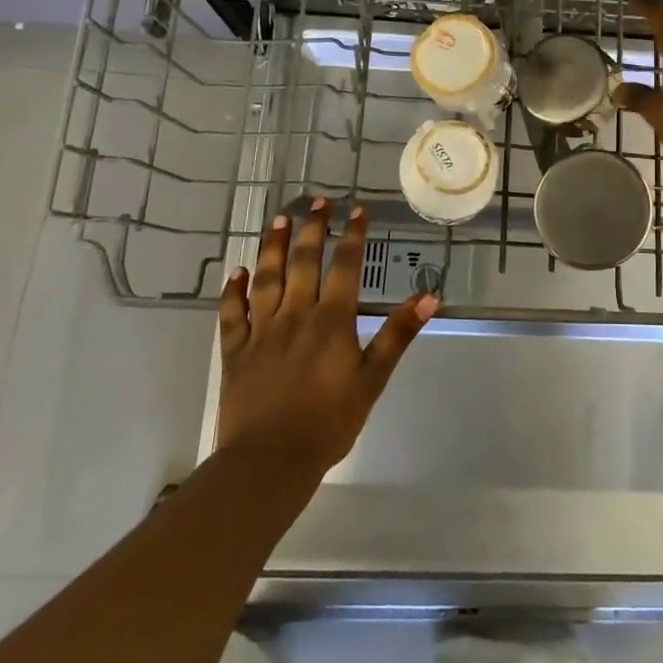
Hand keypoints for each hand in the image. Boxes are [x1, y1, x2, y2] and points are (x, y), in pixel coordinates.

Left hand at [216, 199, 436, 474]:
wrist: (269, 461)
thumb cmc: (329, 421)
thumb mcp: (373, 378)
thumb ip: (398, 334)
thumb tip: (429, 296)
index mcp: (331, 320)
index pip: (344, 266)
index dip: (351, 236)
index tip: (356, 210)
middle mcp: (295, 315)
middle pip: (302, 262)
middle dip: (311, 228)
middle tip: (316, 201)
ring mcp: (261, 331)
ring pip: (266, 278)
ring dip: (271, 246)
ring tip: (277, 219)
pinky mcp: (235, 351)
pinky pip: (232, 313)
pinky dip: (232, 290)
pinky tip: (235, 271)